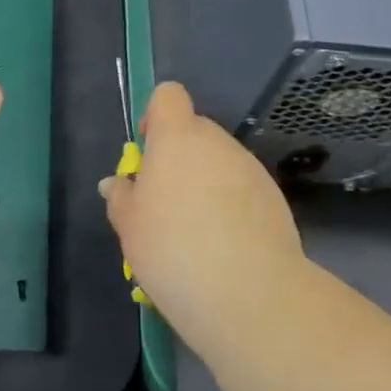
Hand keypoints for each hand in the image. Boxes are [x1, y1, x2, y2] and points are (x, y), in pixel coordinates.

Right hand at [99, 81, 304, 344]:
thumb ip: (121, 198)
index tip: (147, 151)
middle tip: (166, 202)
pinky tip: (226, 246)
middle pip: (195, 131)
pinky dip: (232, 205)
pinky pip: (243, 188)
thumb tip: (116, 184)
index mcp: (177, 138)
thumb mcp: (130, 228)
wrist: (250, 294)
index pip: (168, 96)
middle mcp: (216, 142)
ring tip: (197, 232)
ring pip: (220, 162)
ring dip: (206, 182)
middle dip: (179, 156)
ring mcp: (250, 168)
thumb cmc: (174, 250)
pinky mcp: (275, 198)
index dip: (155, 115)